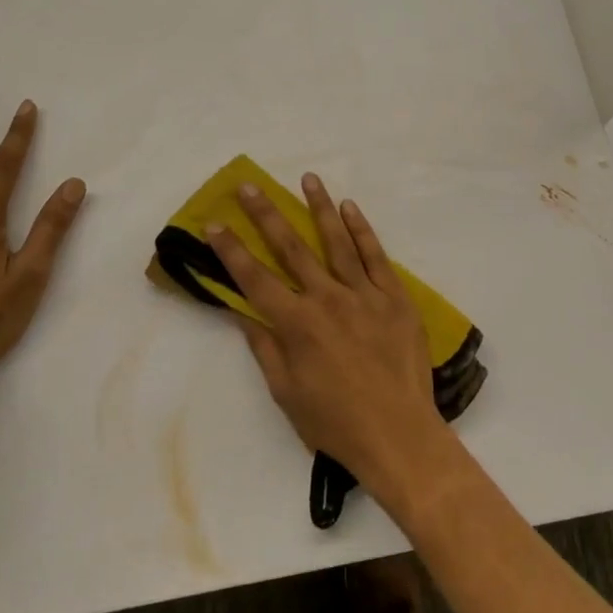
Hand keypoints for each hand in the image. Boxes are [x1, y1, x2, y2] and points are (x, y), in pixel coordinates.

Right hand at [206, 175, 446, 497]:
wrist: (399, 434)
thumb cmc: (335, 422)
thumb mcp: (287, 393)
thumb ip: (265, 348)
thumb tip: (243, 314)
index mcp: (297, 324)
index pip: (255, 278)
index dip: (231, 250)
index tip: (214, 223)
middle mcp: (327, 299)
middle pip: (291, 248)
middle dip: (267, 215)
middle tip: (251, 186)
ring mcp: (364, 293)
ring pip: (337, 240)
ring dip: (320, 207)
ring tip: (308, 178)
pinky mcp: (394, 296)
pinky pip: (375, 255)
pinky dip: (362, 230)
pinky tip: (350, 208)